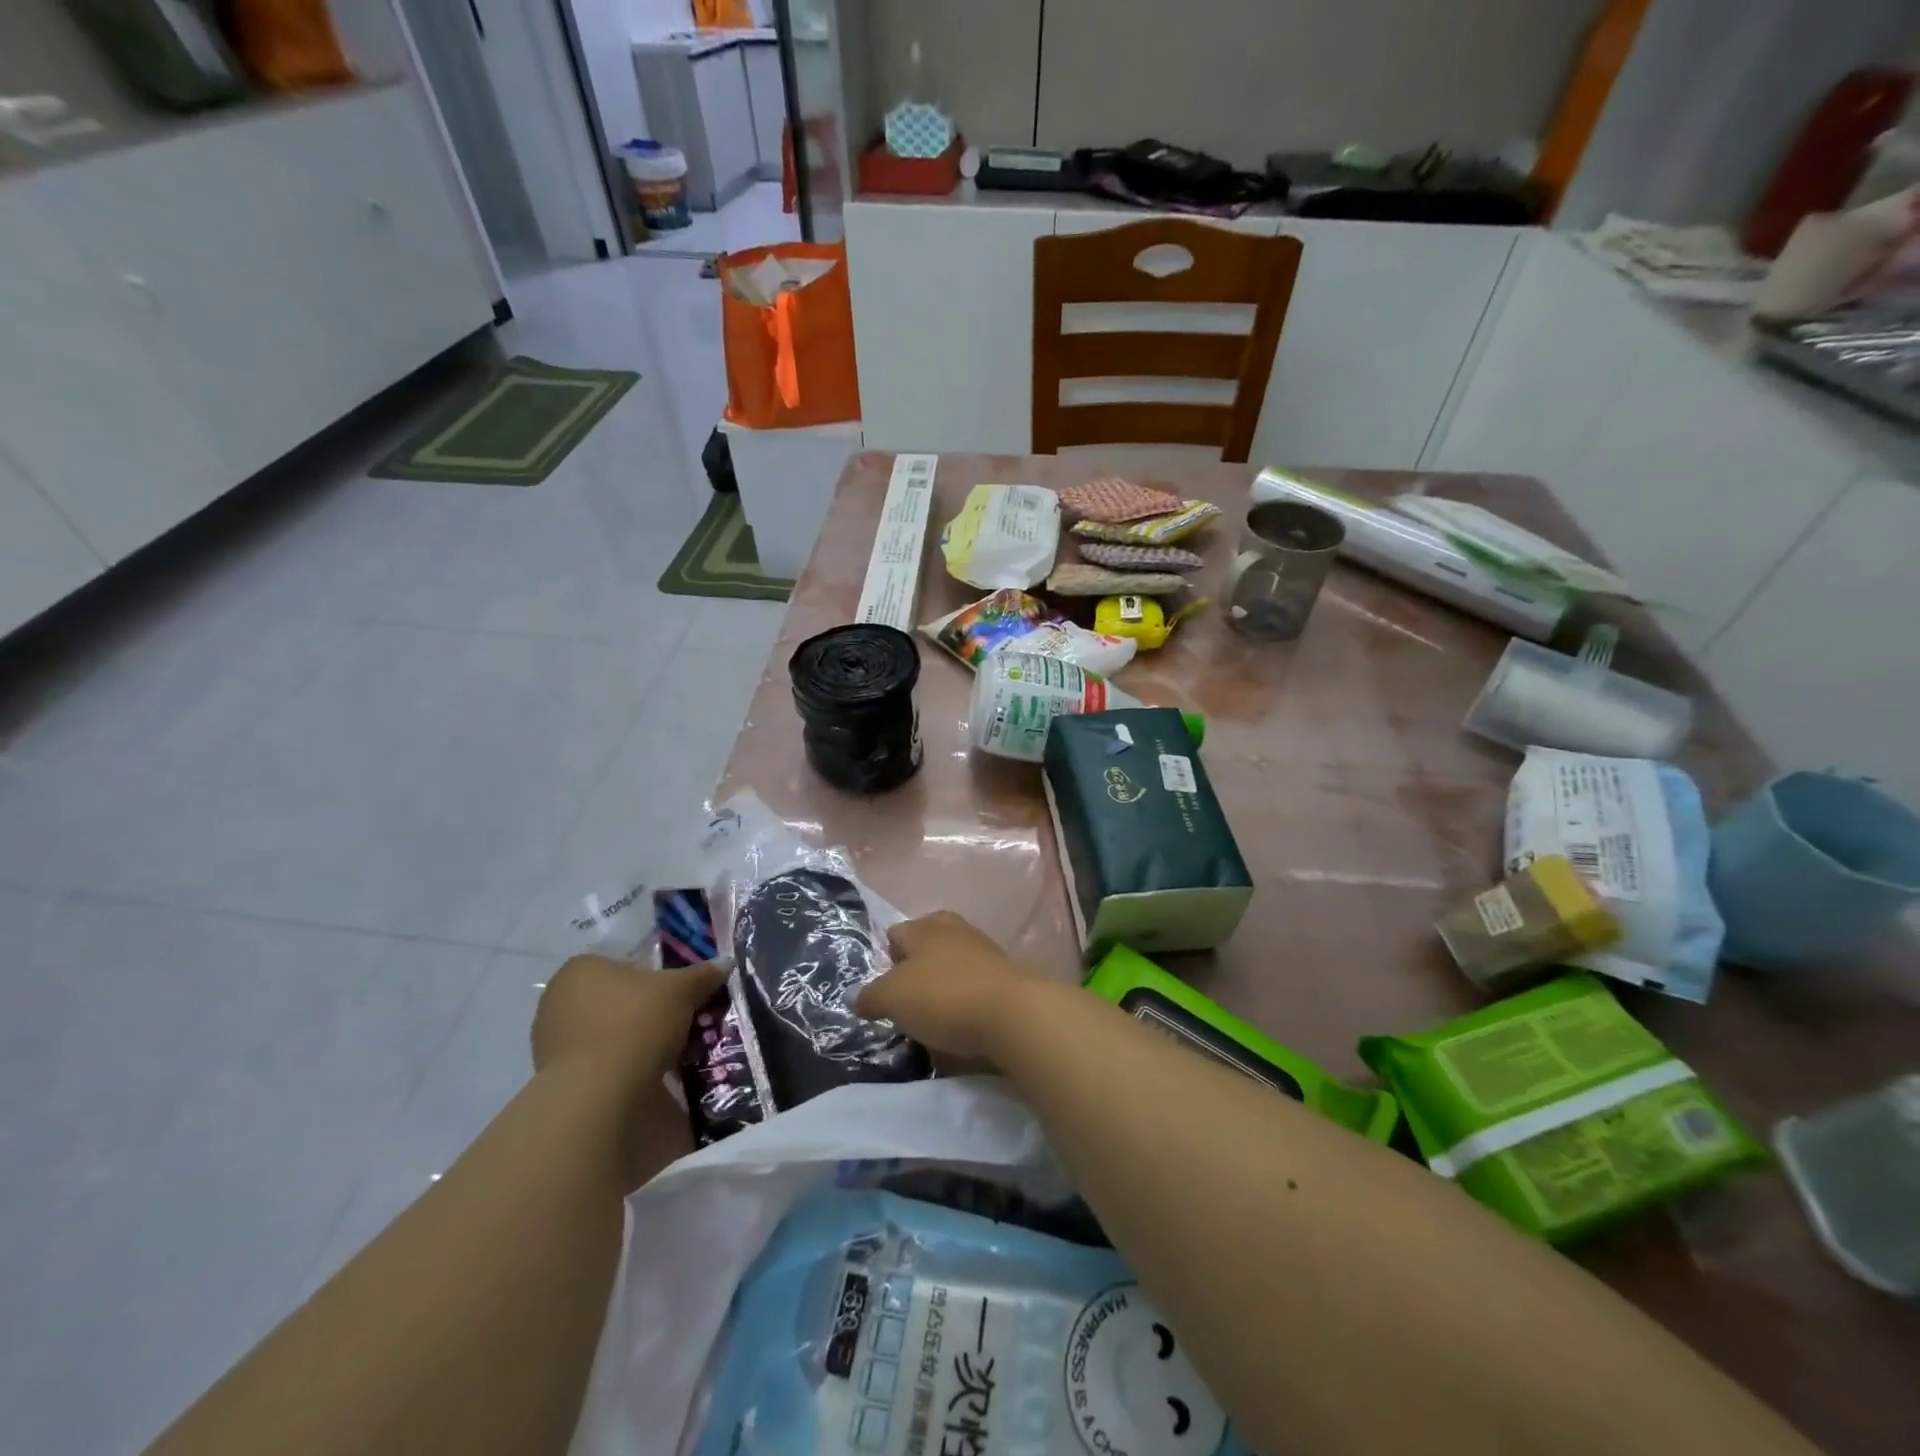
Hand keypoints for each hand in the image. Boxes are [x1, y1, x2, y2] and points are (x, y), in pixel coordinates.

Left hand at [532, 954, 725, 1080]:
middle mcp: (557, 999)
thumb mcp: (682, 991)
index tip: (676, 998)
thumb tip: (726, 962)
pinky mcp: (554, 1078)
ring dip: (633, 1041)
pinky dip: (620, 1067)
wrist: (597, 1095)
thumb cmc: (636, 1023)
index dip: (655, 980)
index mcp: (581, 968)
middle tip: (676, 1025)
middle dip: (645, 1012)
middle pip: (616, 999)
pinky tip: (645, 1077)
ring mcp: (550, 1041)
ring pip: (607, 1032)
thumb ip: (703, 975)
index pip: (625, 965)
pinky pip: (598, 1062)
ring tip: (666, 1055)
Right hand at [856, 912, 1042, 1062]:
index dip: (885, 960)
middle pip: (927, 948)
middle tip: (907, 1004)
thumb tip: (857, 998)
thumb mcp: (892, 998)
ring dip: (942, 990)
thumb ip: (871, 996)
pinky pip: (975, 990)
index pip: (896, 934)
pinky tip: (961, 1028)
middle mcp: (957, 931)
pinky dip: (966, 1006)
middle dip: (915, 973)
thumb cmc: (944, 996)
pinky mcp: (1007, 980)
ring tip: (932, 1021)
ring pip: (953, 968)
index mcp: (927, 927)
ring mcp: (986, 954)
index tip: (883, 992)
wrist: (1014, 1014)